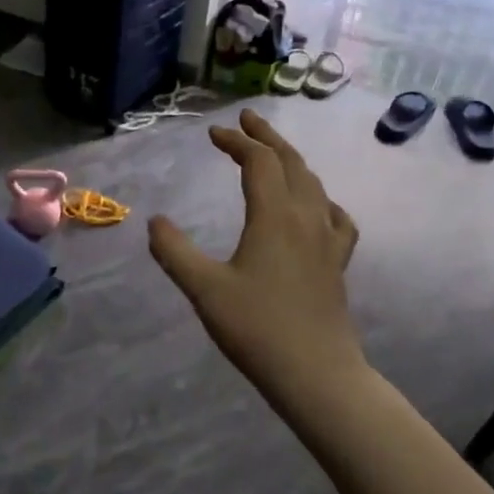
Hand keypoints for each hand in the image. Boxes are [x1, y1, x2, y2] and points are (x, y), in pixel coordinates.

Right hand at [148, 109, 364, 414]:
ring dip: (292, 161)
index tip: (213, 134)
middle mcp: (306, 218)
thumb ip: (174, 251)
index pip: (258, 162)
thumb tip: (155, 221)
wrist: (316, 373)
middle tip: (246, 120)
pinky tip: (316, 208)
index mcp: (274, 217)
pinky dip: (320, 198)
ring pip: (314, 185)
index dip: (236, 141)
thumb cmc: (257, 328)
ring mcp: (328, 240)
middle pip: (291, 163)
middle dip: (267, 137)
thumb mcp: (203, 289)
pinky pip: (335, 216)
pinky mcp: (338, 263)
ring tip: (274, 155)